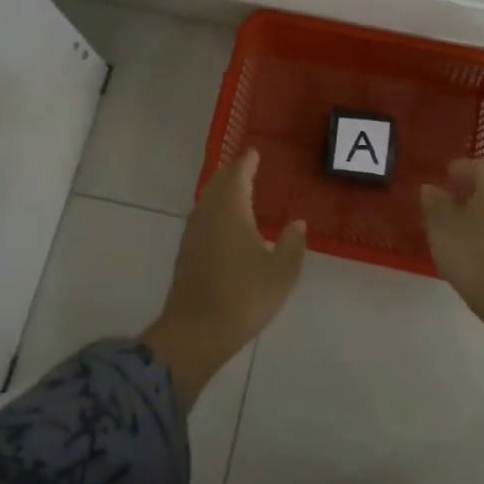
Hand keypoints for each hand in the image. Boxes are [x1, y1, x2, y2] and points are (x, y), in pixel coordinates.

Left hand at [142, 149, 306, 410]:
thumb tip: (297, 223)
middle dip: (233, 172)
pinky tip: (227, 224)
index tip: (255, 152)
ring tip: (240, 191)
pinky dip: (216, 210)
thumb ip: (291, 243)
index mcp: (231, 209)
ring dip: (223, 191)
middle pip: (219, 183)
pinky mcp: (187, 252)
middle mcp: (208, 213)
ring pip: (208, 200)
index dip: (247, 161)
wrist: (196, 331)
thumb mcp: (281, 272)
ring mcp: (193, 233)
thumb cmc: (243, 296)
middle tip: (248, 167)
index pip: (238, 173)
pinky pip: (203, 218)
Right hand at [420, 159, 483, 403]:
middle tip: (449, 203)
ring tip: (460, 228)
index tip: (442, 180)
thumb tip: (431, 188)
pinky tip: (477, 246)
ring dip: (483, 211)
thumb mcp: (441, 226)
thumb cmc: (472, 252)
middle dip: (471, 191)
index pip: (477, 165)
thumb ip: (434, 202)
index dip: (458, 170)